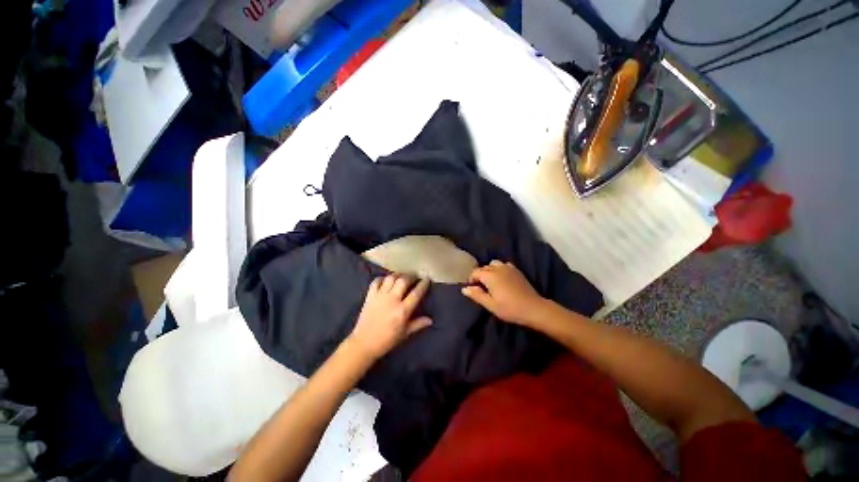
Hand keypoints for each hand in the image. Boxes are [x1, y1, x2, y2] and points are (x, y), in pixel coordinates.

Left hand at [348, 274, 432, 360]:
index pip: (416, 293)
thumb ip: (418, 324)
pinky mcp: (370, 296)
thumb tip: (430, 320)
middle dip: (411, 276)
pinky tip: (386, 281)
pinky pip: (376, 282)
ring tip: (401, 276)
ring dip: (398, 275)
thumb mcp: (405, 334)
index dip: (423, 284)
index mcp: (402, 310)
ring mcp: (380, 297)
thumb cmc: (387, 340)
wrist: (364, 344)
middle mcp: (392, 300)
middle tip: (414, 277)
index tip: (426, 279)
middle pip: (403, 281)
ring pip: (390, 278)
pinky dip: (382, 278)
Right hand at [461, 261, 547, 325]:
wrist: (533, 308)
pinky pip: (504, 265)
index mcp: (490, 275)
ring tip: (491, 282)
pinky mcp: (516, 270)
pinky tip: (502, 278)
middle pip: (483, 267)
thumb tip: (464, 289)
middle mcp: (498, 268)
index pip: (475, 272)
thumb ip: (476, 295)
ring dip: (489, 271)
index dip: (471, 280)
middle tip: (481, 289)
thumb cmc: (510, 308)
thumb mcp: (490, 304)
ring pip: (493, 264)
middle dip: (479, 276)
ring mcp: (508, 268)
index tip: (473, 290)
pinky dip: (499, 269)